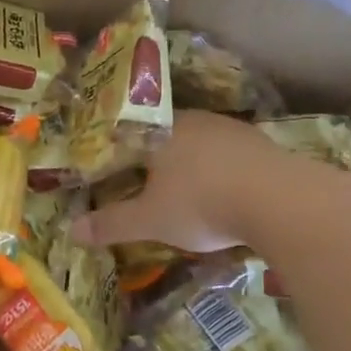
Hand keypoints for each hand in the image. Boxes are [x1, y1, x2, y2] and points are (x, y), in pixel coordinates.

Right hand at [71, 110, 283, 253]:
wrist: (280, 200)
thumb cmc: (201, 204)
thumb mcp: (150, 221)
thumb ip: (111, 224)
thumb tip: (70, 230)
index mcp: (160, 131)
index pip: (128, 137)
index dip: (118, 156)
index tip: (113, 174)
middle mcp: (193, 120)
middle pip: (164, 137)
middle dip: (155, 160)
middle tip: (147, 184)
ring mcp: (230, 129)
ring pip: (199, 144)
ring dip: (191, 165)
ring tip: (186, 191)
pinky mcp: (260, 144)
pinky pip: (229, 155)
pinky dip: (221, 171)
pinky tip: (225, 191)